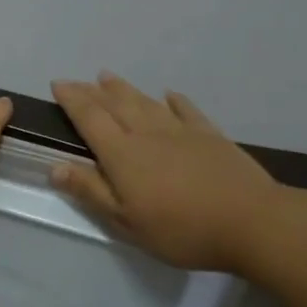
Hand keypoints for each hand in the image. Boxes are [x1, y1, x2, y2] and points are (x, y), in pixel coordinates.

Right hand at [49, 74, 282, 273]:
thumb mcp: (126, 221)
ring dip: (124, 89)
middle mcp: (147, 134)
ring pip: (146, 102)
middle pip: (115, 105)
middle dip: (93, 91)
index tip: (57, 84)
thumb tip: (55, 167)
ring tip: (108, 77)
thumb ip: (91, 191)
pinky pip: (186, 110)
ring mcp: (181, 131)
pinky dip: (174, 100)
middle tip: (77, 80)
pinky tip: (168, 94)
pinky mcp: (210, 136)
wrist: (252, 222)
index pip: (90, 118)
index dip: (72, 100)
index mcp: (122, 154)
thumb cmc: (181, 229)